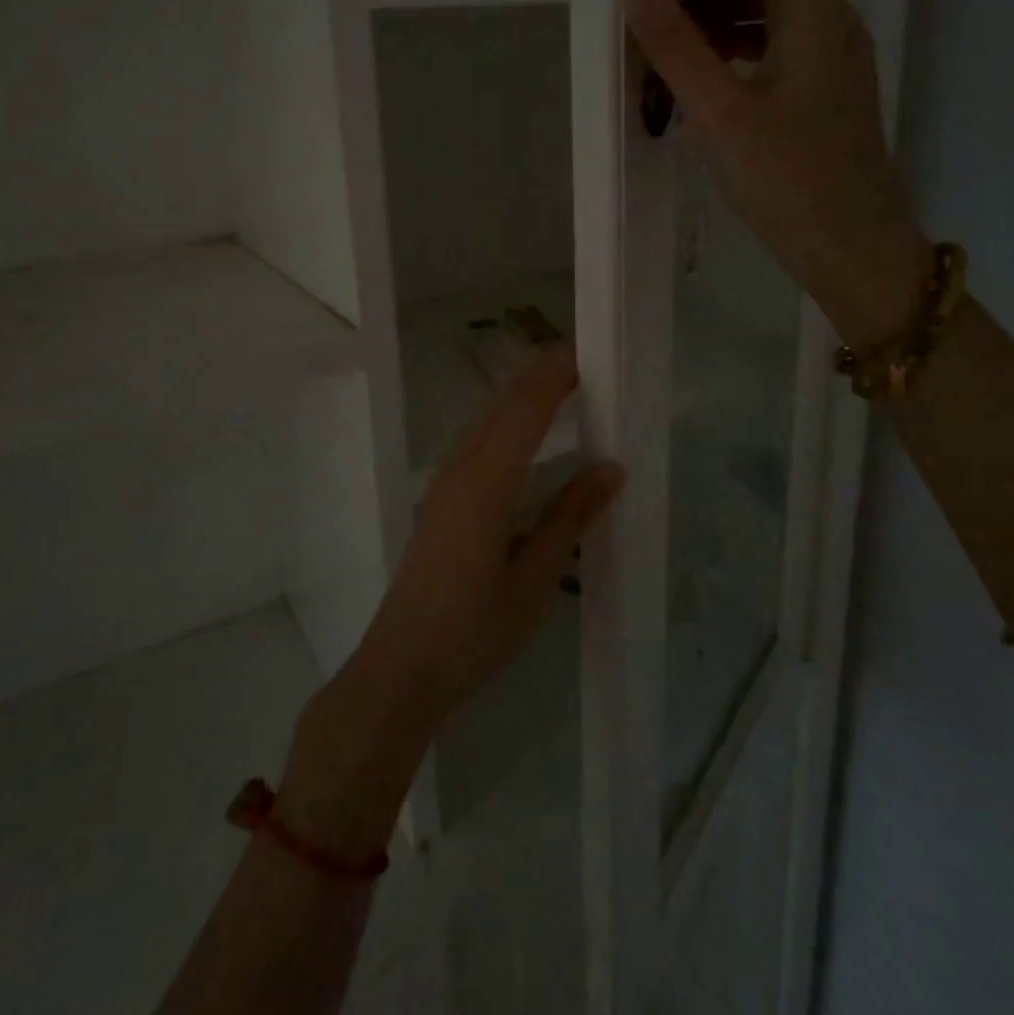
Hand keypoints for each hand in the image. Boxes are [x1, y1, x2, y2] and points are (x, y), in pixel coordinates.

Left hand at [276, 345, 624, 856]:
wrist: (402, 666)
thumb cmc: (474, 630)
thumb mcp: (534, 579)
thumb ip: (570, 516)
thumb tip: (611, 466)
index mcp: (487, 481)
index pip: (526, 407)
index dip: (556, 372)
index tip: (590, 349)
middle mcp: (461, 468)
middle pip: (503, 403)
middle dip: (541, 374)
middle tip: (585, 359)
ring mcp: (445, 482)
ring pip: (486, 419)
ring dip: (522, 394)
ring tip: (563, 385)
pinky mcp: (439, 499)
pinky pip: (477, 441)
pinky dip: (506, 421)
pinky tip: (525, 435)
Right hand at [626, 0, 932, 346]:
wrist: (851, 247)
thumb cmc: (787, 179)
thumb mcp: (720, 114)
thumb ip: (679, 50)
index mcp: (818, 18)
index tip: (673, 3)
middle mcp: (836, 28)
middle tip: (671, 32)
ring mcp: (836, 65)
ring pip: (781, 15)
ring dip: (728, 24)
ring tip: (680, 62)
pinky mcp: (828, 98)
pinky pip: (784, 51)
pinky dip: (744, 54)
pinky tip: (711, 92)